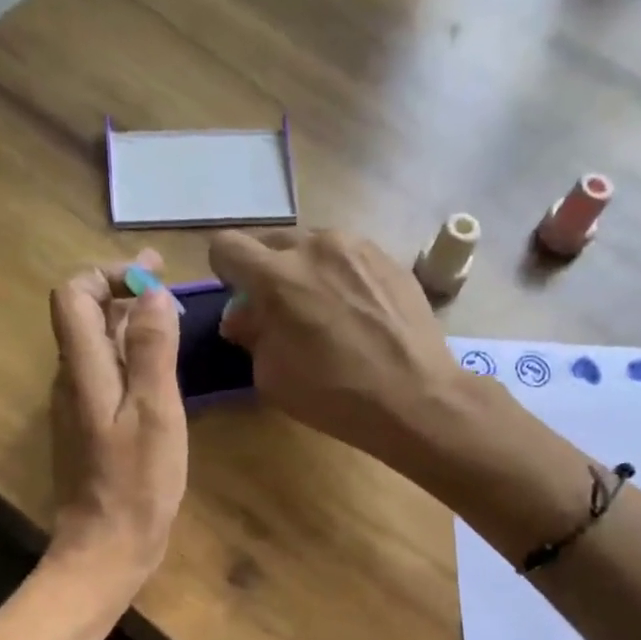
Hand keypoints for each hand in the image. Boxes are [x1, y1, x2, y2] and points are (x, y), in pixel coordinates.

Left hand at [45, 253, 187, 592]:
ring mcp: (78, 404)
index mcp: (83, 370)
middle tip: (166, 281)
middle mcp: (71, 379)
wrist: (106, 547)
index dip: (108, 275)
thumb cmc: (137, 483)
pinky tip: (158, 364)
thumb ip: (152, 350)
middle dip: (121, 290)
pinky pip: (105, 372)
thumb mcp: (155, 412)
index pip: (73, 295)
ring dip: (127, 319)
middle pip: (83, 315)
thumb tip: (152, 294)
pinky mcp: (89, 426)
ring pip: (95, 343)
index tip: (152, 279)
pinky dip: (129, 352)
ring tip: (168, 313)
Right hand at [208, 228, 466, 466]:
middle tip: (281, 311)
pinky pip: (349, 256)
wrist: (414, 397)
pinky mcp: (389, 257)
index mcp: (276, 276)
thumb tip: (244, 316)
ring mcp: (357, 246)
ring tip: (325, 310)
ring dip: (306, 270)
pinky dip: (341, 276)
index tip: (241, 299)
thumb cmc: (334, 395)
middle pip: (271, 242)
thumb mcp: (272, 376)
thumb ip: (251, 335)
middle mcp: (314, 246)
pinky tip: (358, 312)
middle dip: (267, 271)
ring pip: (313, 245)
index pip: (226, 246)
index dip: (226, 272)